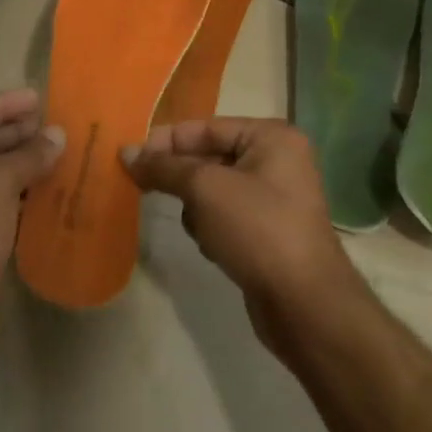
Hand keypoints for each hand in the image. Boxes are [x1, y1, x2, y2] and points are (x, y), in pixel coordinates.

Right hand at [122, 118, 364, 351]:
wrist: (304, 304)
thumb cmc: (257, 229)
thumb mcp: (204, 188)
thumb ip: (163, 167)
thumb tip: (126, 151)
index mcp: (271, 137)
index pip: (204, 127)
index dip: (165, 141)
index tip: (129, 158)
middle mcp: (276, 160)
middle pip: (208, 157)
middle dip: (181, 178)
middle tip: (145, 189)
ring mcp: (274, 198)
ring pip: (211, 190)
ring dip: (197, 208)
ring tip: (203, 229)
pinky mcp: (267, 232)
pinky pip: (224, 216)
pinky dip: (211, 228)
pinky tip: (215, 248)